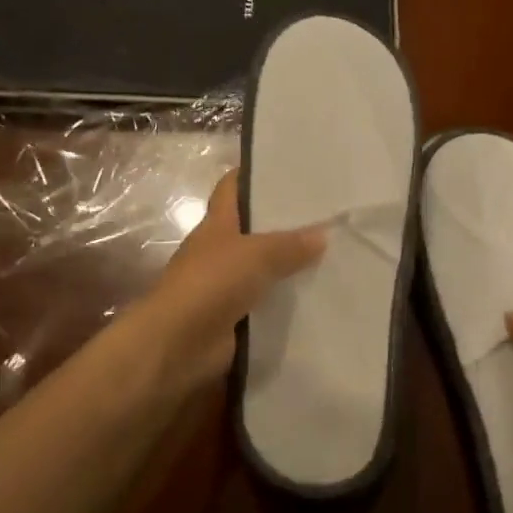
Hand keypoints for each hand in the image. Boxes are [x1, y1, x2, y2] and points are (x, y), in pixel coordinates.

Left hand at [141, 170, 326, 390]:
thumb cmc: (211, 284)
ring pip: (263, 269)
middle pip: (253, 229)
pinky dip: (286, 303)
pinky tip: (318, 299)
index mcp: (217, 224)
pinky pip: (266, 305)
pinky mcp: (234, 319)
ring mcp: (225, 286)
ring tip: (333, 258)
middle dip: (284, 224)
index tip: (288, 168)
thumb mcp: (256, 254)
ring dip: (289, 267)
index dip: (254, 175)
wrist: (178, 344)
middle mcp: (219, 251)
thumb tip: (322, 234)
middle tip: (327, 217)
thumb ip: (290, 244)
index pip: (232, 188)